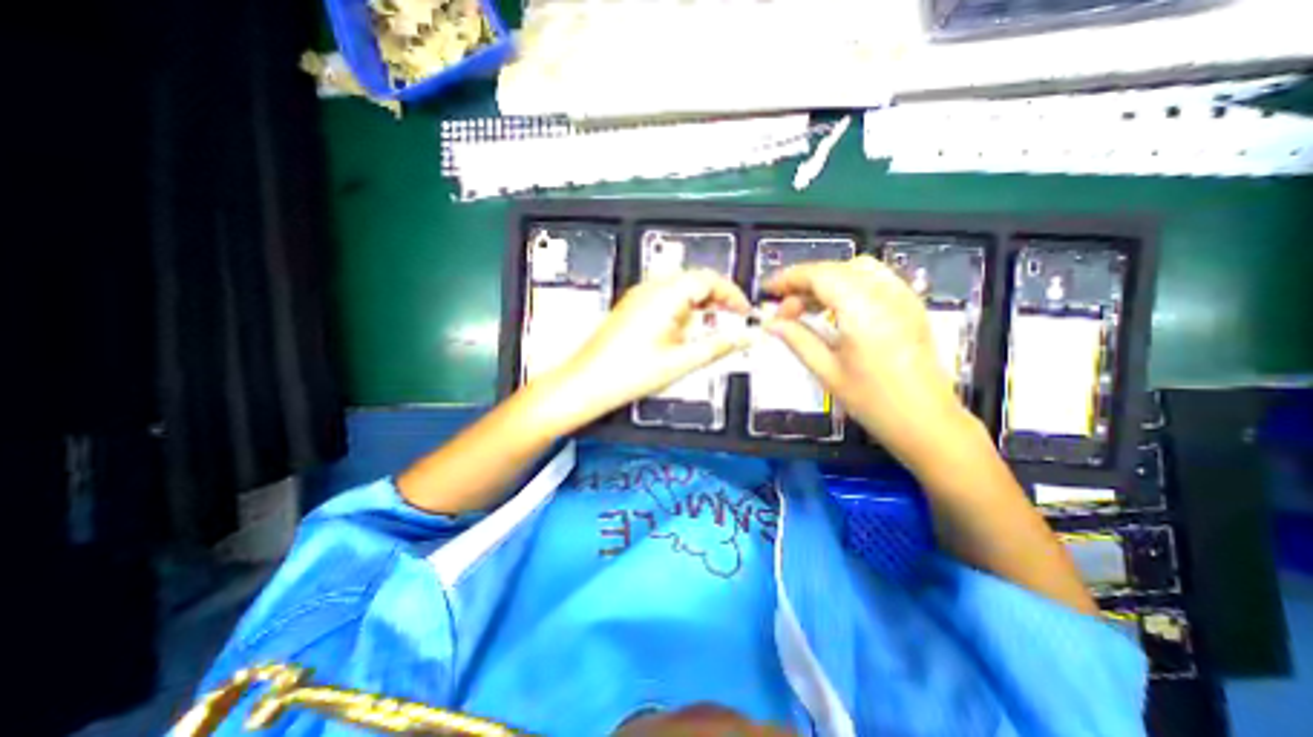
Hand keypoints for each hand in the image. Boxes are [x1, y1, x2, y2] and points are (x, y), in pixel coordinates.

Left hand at [546, 271, 748, 422]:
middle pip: (694, 279)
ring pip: (680, 287)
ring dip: (700, 303)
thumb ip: (718, 346)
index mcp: (665, 295)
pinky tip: (684, 330)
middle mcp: (650, 288)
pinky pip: (664, 296)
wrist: (588, 382)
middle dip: (717, 297)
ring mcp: (639, 296)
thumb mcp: (681, 361)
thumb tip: (745, 337)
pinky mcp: (632, 306)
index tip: (744, 312)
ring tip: (710, 327)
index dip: (732, 294)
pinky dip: (682, 308)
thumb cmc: (628, 373)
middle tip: (731, 320)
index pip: (709, 279)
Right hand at [766, 256, 966, 470]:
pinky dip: (847, 284)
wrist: (926, 422)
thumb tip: (770, 323)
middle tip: (784, 310)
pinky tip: (835, 308)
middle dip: (804, 282)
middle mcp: (885, 293)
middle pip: (836, 269)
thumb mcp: (827, 371)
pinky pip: (874, 279)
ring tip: (806, 307)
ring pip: (855, 269)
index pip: (819, 275)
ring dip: (826, 281)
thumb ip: (797, 339)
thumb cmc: (872, 401)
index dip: (789, 278)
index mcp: (863, 309)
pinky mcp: (910, 305)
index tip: (767, 291)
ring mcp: (902, 296)